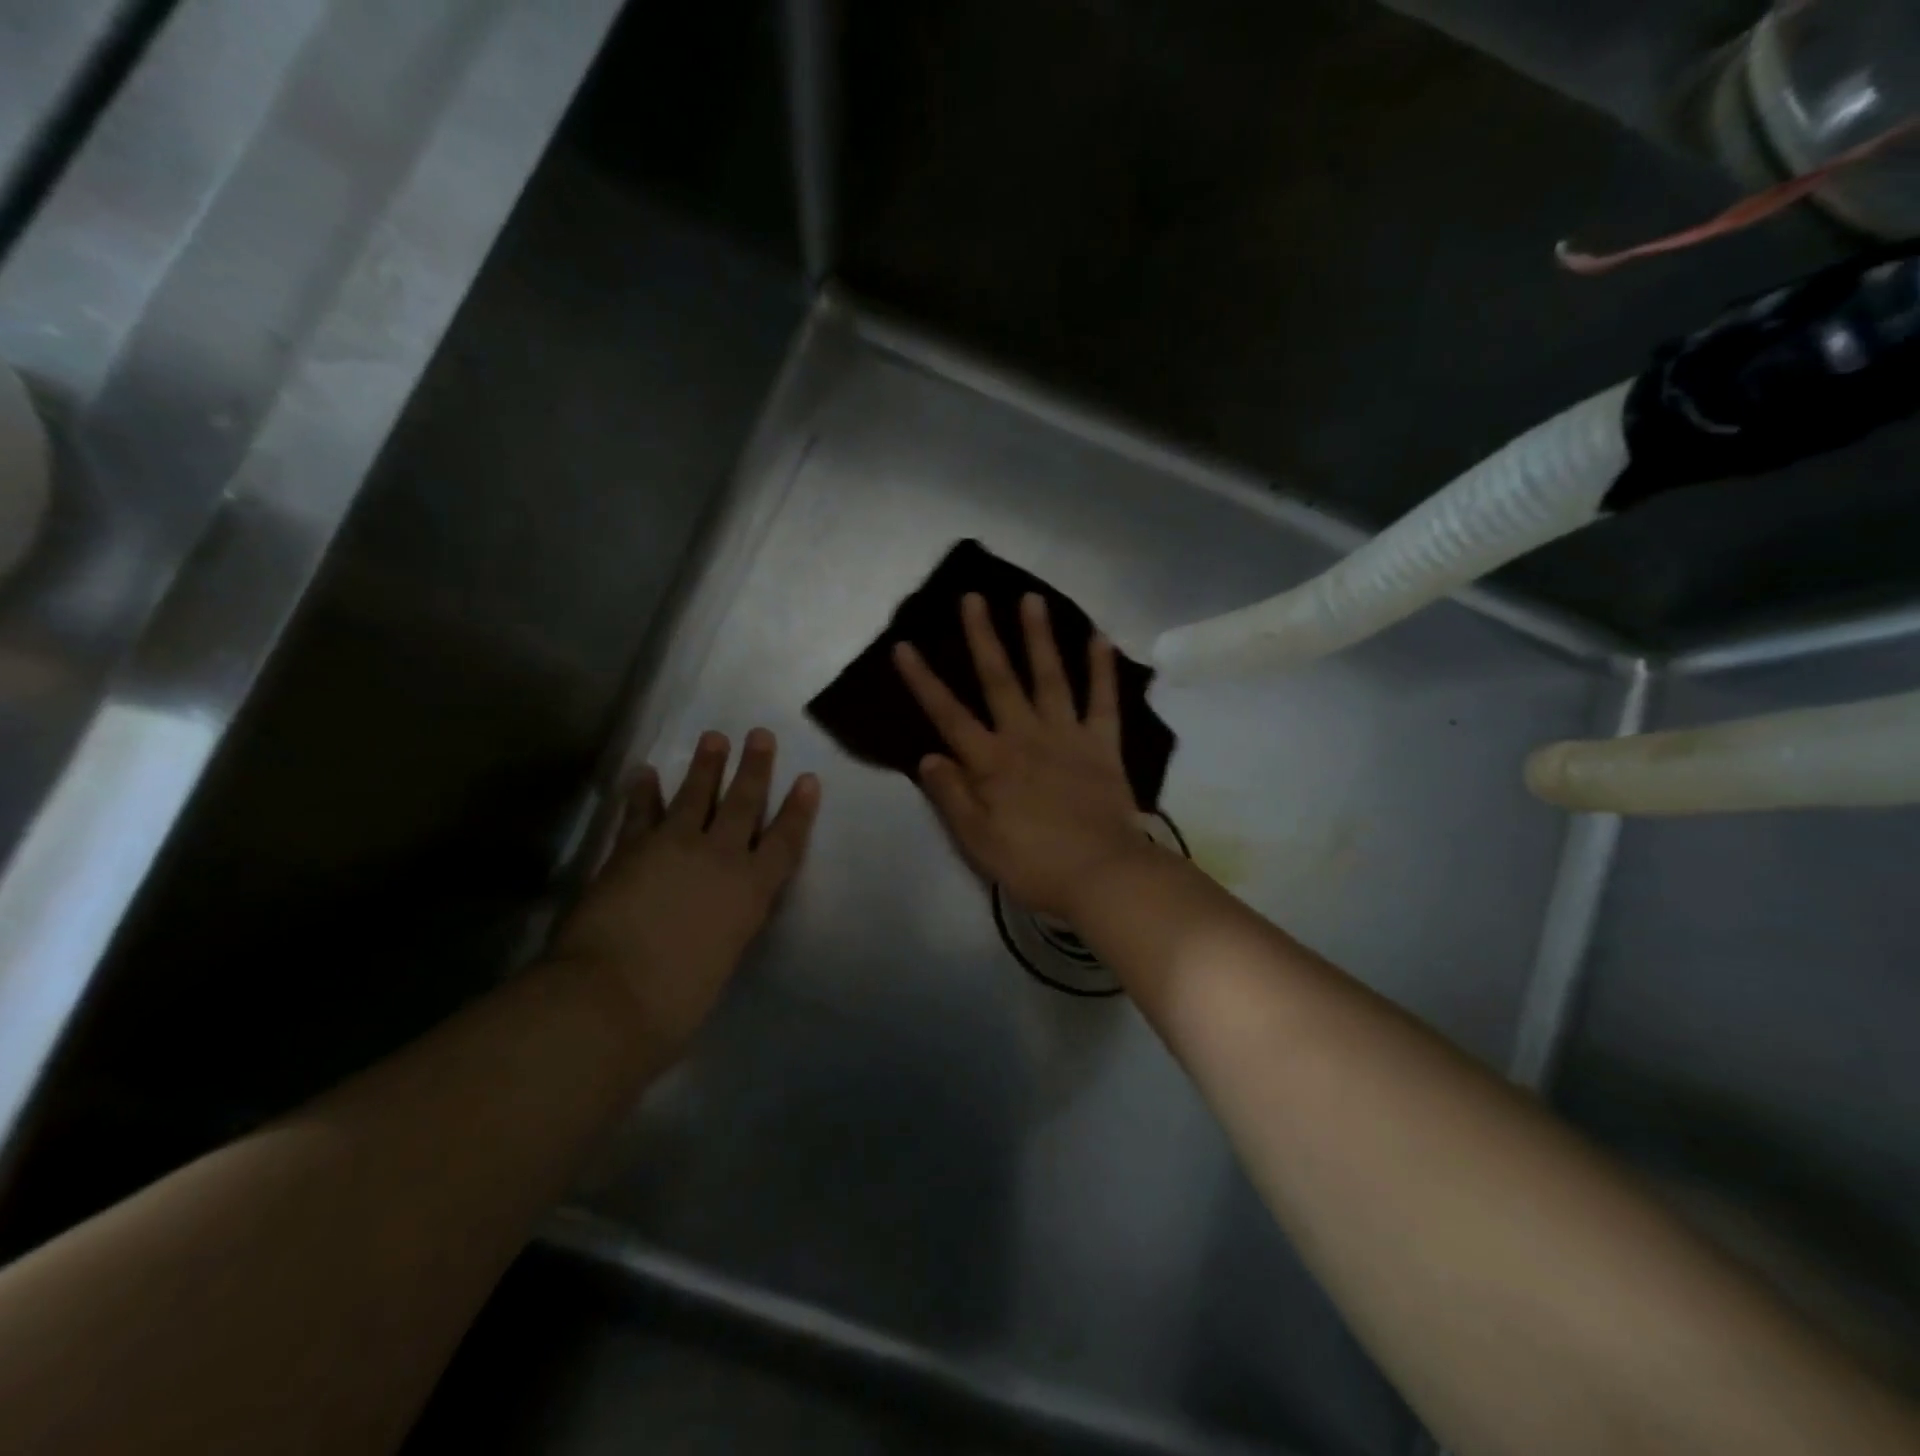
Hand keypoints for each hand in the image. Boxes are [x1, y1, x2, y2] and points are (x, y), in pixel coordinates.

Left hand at [552, 729, 819, 1060]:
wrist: (611, 996)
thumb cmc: (677, 1001)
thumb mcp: (723, 960)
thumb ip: (726, 928)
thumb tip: (717, 916)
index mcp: (751, 891)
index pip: (784, 842)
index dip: (798, 810)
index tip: (808, 780)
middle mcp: (719, 858)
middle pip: (742, 803)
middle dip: (755, 768)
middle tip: (761, 735)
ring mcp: (673, 847)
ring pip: (695, 796)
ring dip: (706, 766)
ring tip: (714, 738)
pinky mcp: (630, 849)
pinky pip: (640, 812)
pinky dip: (642, 792)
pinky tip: (643, 774)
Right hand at [894, 592, 1169, 922]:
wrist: (1102, 876)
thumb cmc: (1033, 864)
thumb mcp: (977, 841)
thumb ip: (951, 795)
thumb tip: (928, 755)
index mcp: (991, 762)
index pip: (948, 714)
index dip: (923, 680)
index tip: (903, 645)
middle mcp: (1025, 737)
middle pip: (999, 679)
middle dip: (982, 637)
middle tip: (973, 597)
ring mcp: (1067, 736)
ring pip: (1049, 677)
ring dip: (1038, 637)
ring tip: (1031, 599)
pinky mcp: (1103, 745)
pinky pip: (1103, 700)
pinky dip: (1102, 669)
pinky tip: (1100, 637)